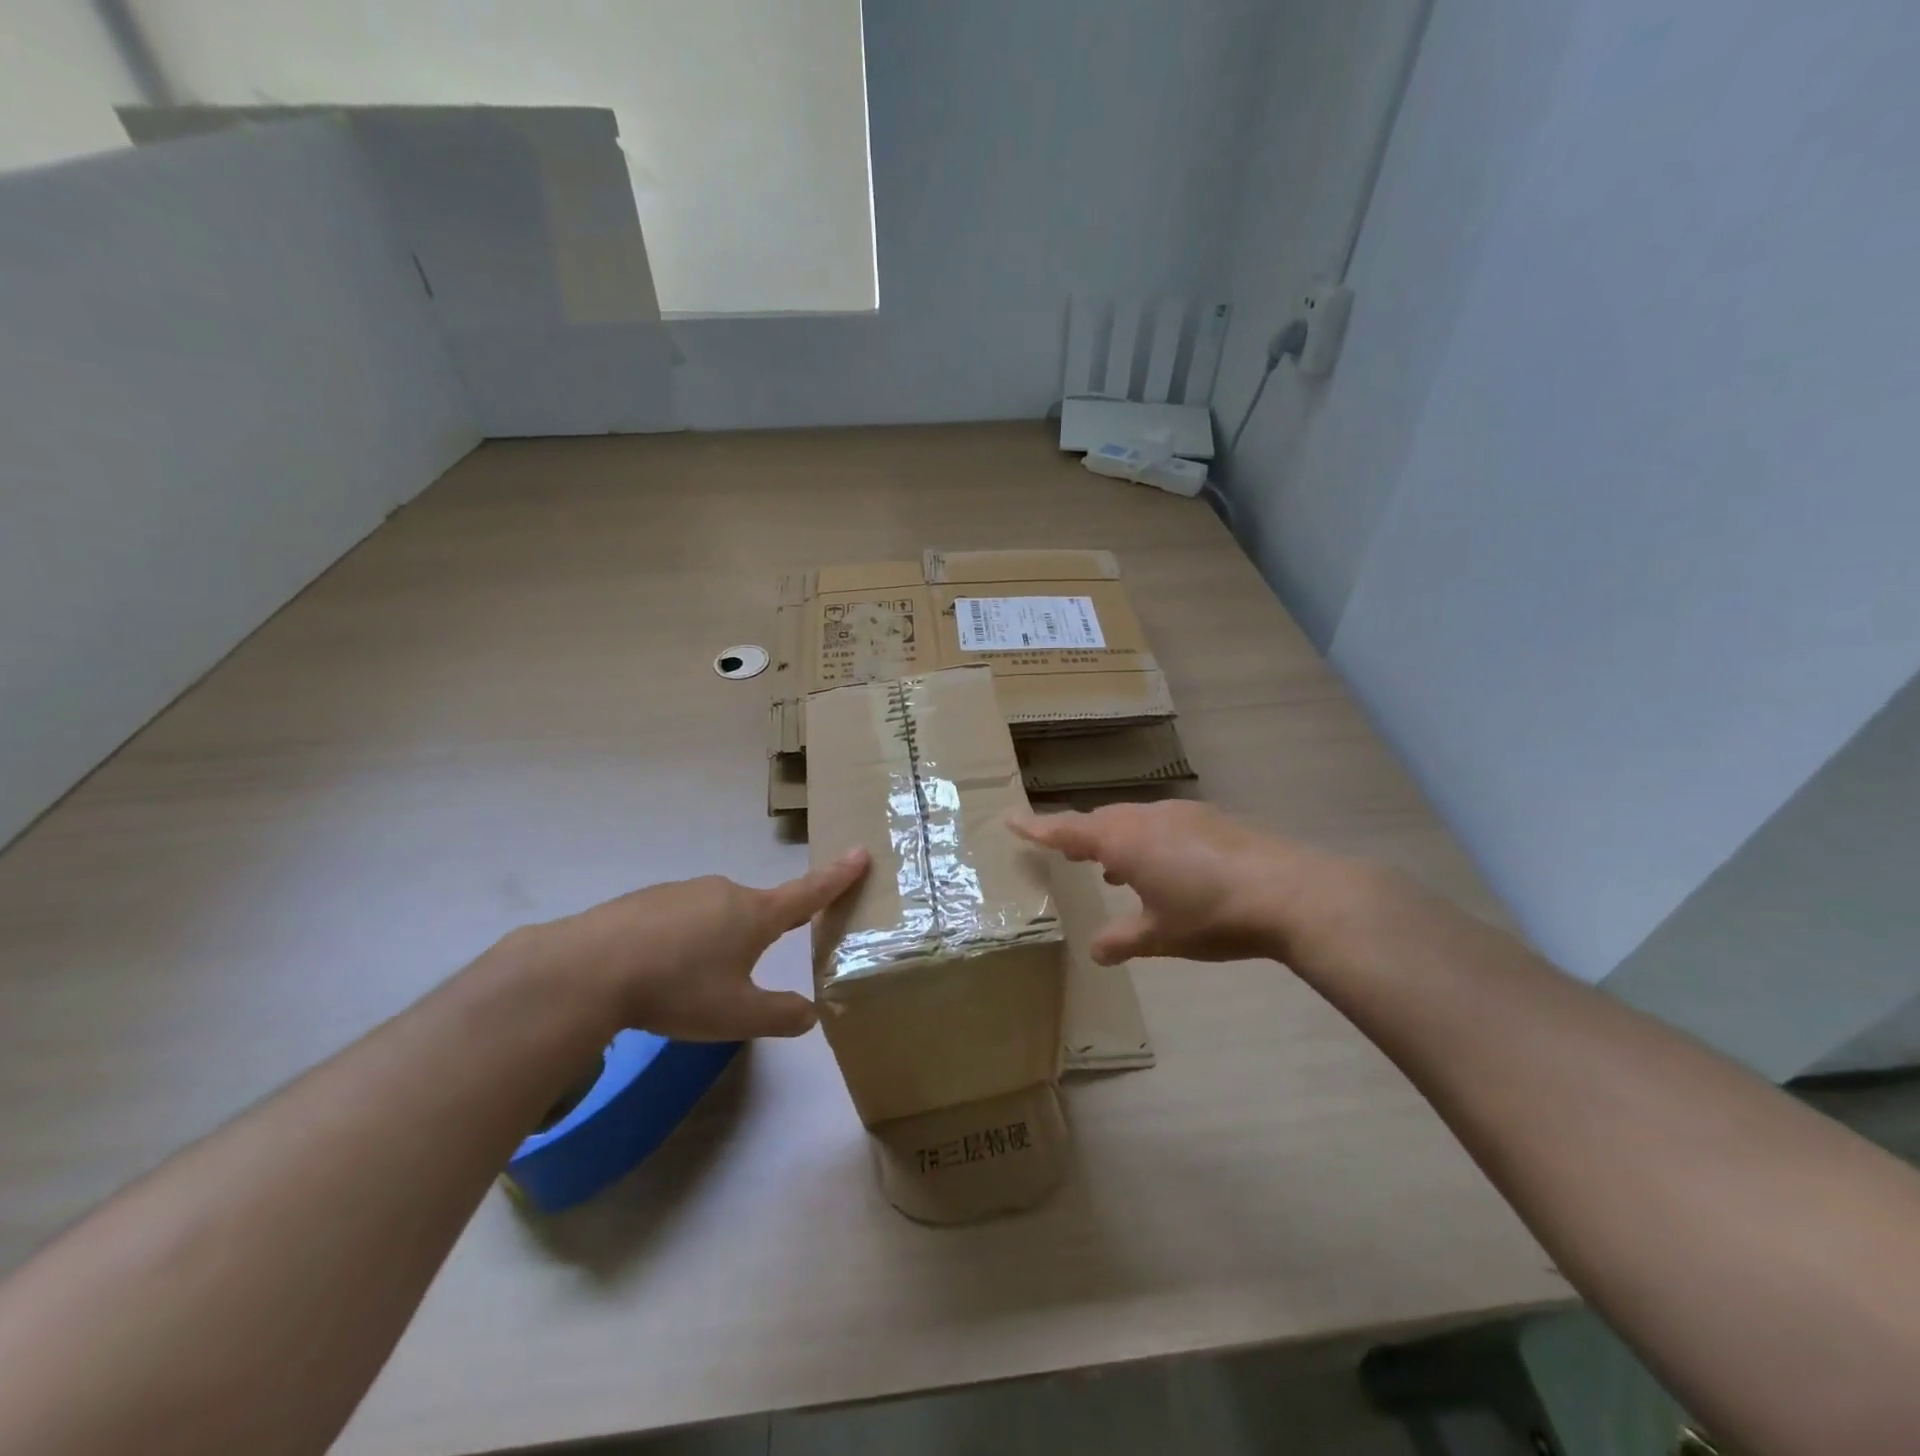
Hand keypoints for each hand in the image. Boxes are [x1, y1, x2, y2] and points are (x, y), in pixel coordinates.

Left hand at [521, 850, 868, 1039]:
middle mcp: (725, 892)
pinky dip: (680, 941)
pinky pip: (679, 918)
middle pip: (759, 910)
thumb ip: (781, 1015)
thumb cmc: (678, 989)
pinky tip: (656, 971)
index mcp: (756, 914)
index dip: (839, 876)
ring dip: (716, 942)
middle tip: (741, 975)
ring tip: (689, 984)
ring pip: (716, 915)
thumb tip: (810, 1014)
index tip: (862, 852)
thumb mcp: (737, 1015)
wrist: (589, 969)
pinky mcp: (647, 899)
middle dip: (761, 935)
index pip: (810, 892)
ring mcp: (684, 891)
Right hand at [1011, 802, 1348, 964]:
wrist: (1290, 893)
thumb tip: (1096, 951)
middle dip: (1080, 835)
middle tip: (1064, 851)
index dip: (1038, 827)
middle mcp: (1147, 818)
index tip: (1012, 819)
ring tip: (1112, 867)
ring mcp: (1182, 814)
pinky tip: (1164, 867)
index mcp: (1124, 842)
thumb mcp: (1160, 936)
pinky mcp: (1211, 819)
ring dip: (1117, 839)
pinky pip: (1163, 824)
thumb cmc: (1212, 916)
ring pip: (1134, 820)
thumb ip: (1123, 940)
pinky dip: (1149, 841)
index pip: (1068, 830)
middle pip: (1101, 821)